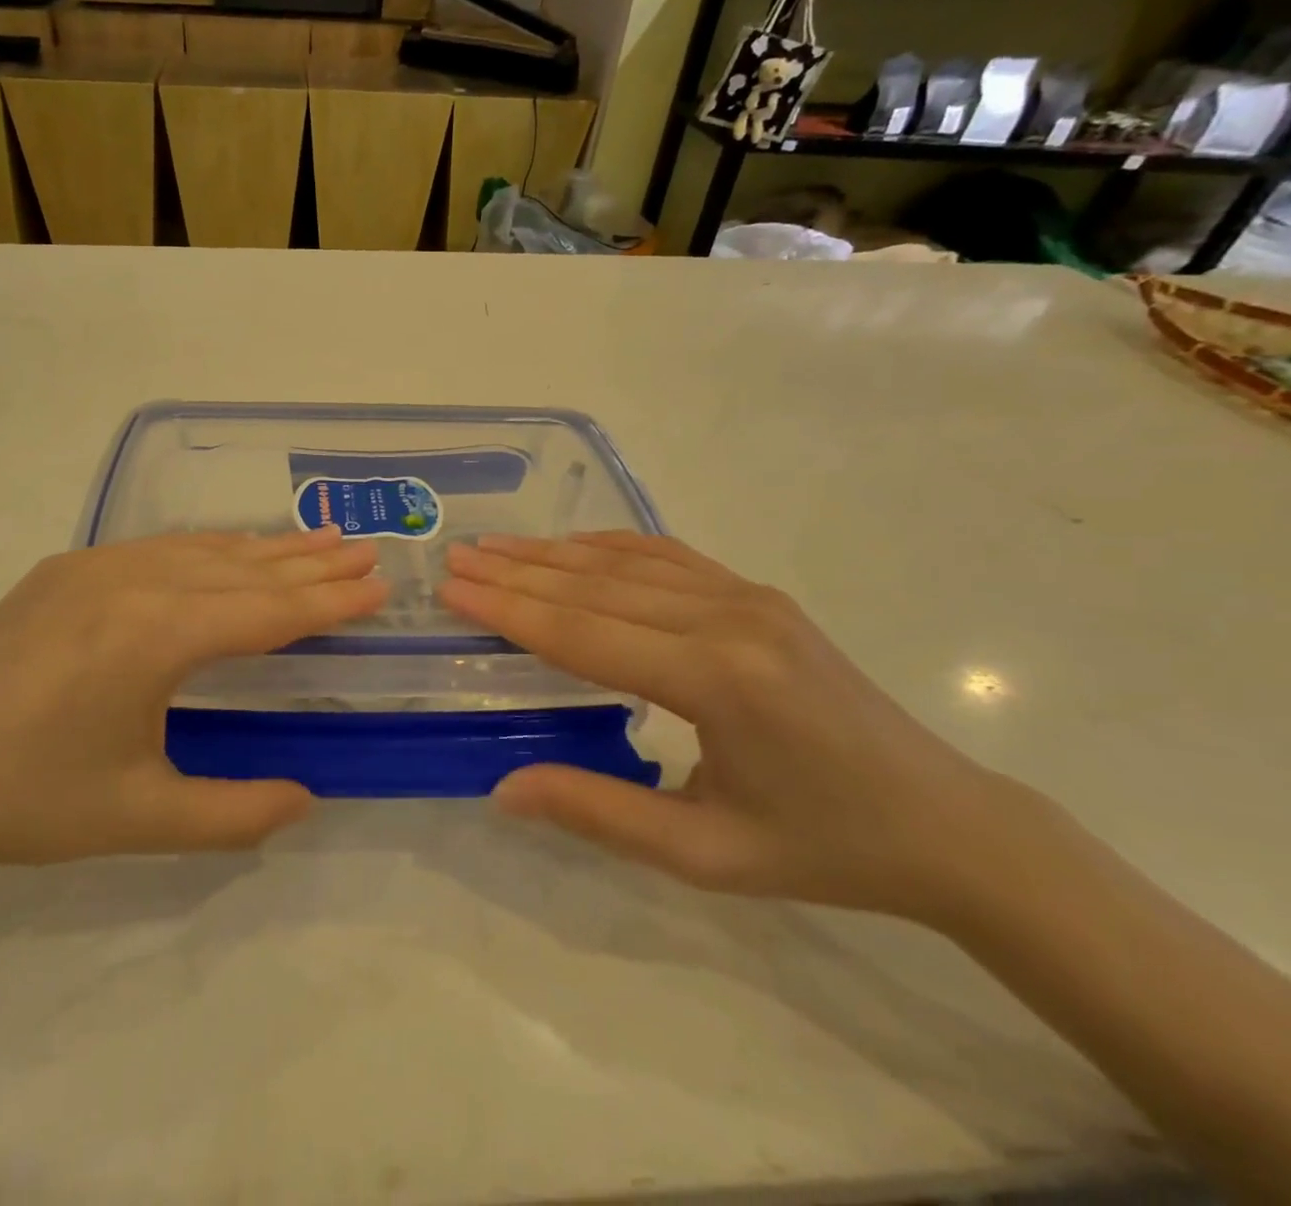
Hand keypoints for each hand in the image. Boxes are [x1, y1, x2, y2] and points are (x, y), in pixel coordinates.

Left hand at [0, 529, 386, 881]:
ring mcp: (95, 566)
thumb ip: (234, 814)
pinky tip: (230, 552)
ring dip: (264, 548)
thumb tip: (307, 799)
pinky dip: (211, 549)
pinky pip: (160, 549)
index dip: (328, 600)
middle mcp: (133, 581)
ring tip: (317, 539)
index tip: (377, 586)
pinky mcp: (67, 569)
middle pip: (243, 566)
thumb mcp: (139, 818)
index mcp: (156, 635)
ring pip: (203, 549)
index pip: (267, 610)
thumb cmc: (24, 799)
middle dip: (310, 561)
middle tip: (364, 549)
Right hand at [442, 533, 1009, 921]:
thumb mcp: (704, 854)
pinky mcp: (759, 595)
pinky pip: (669, 557)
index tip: (452, 590)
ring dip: (553, 553)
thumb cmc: (822, 848)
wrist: (946, 823)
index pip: (583, 634)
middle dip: (517, 573)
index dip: (509, 610)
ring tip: (494, 546)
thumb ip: (599, 812)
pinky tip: (572, 544)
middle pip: (595, 587)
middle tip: (456, 559)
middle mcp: (728, 619)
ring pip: (627, 564)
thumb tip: (503, 788)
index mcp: (715, 681)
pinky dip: (610, 546)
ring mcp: (748, 598)